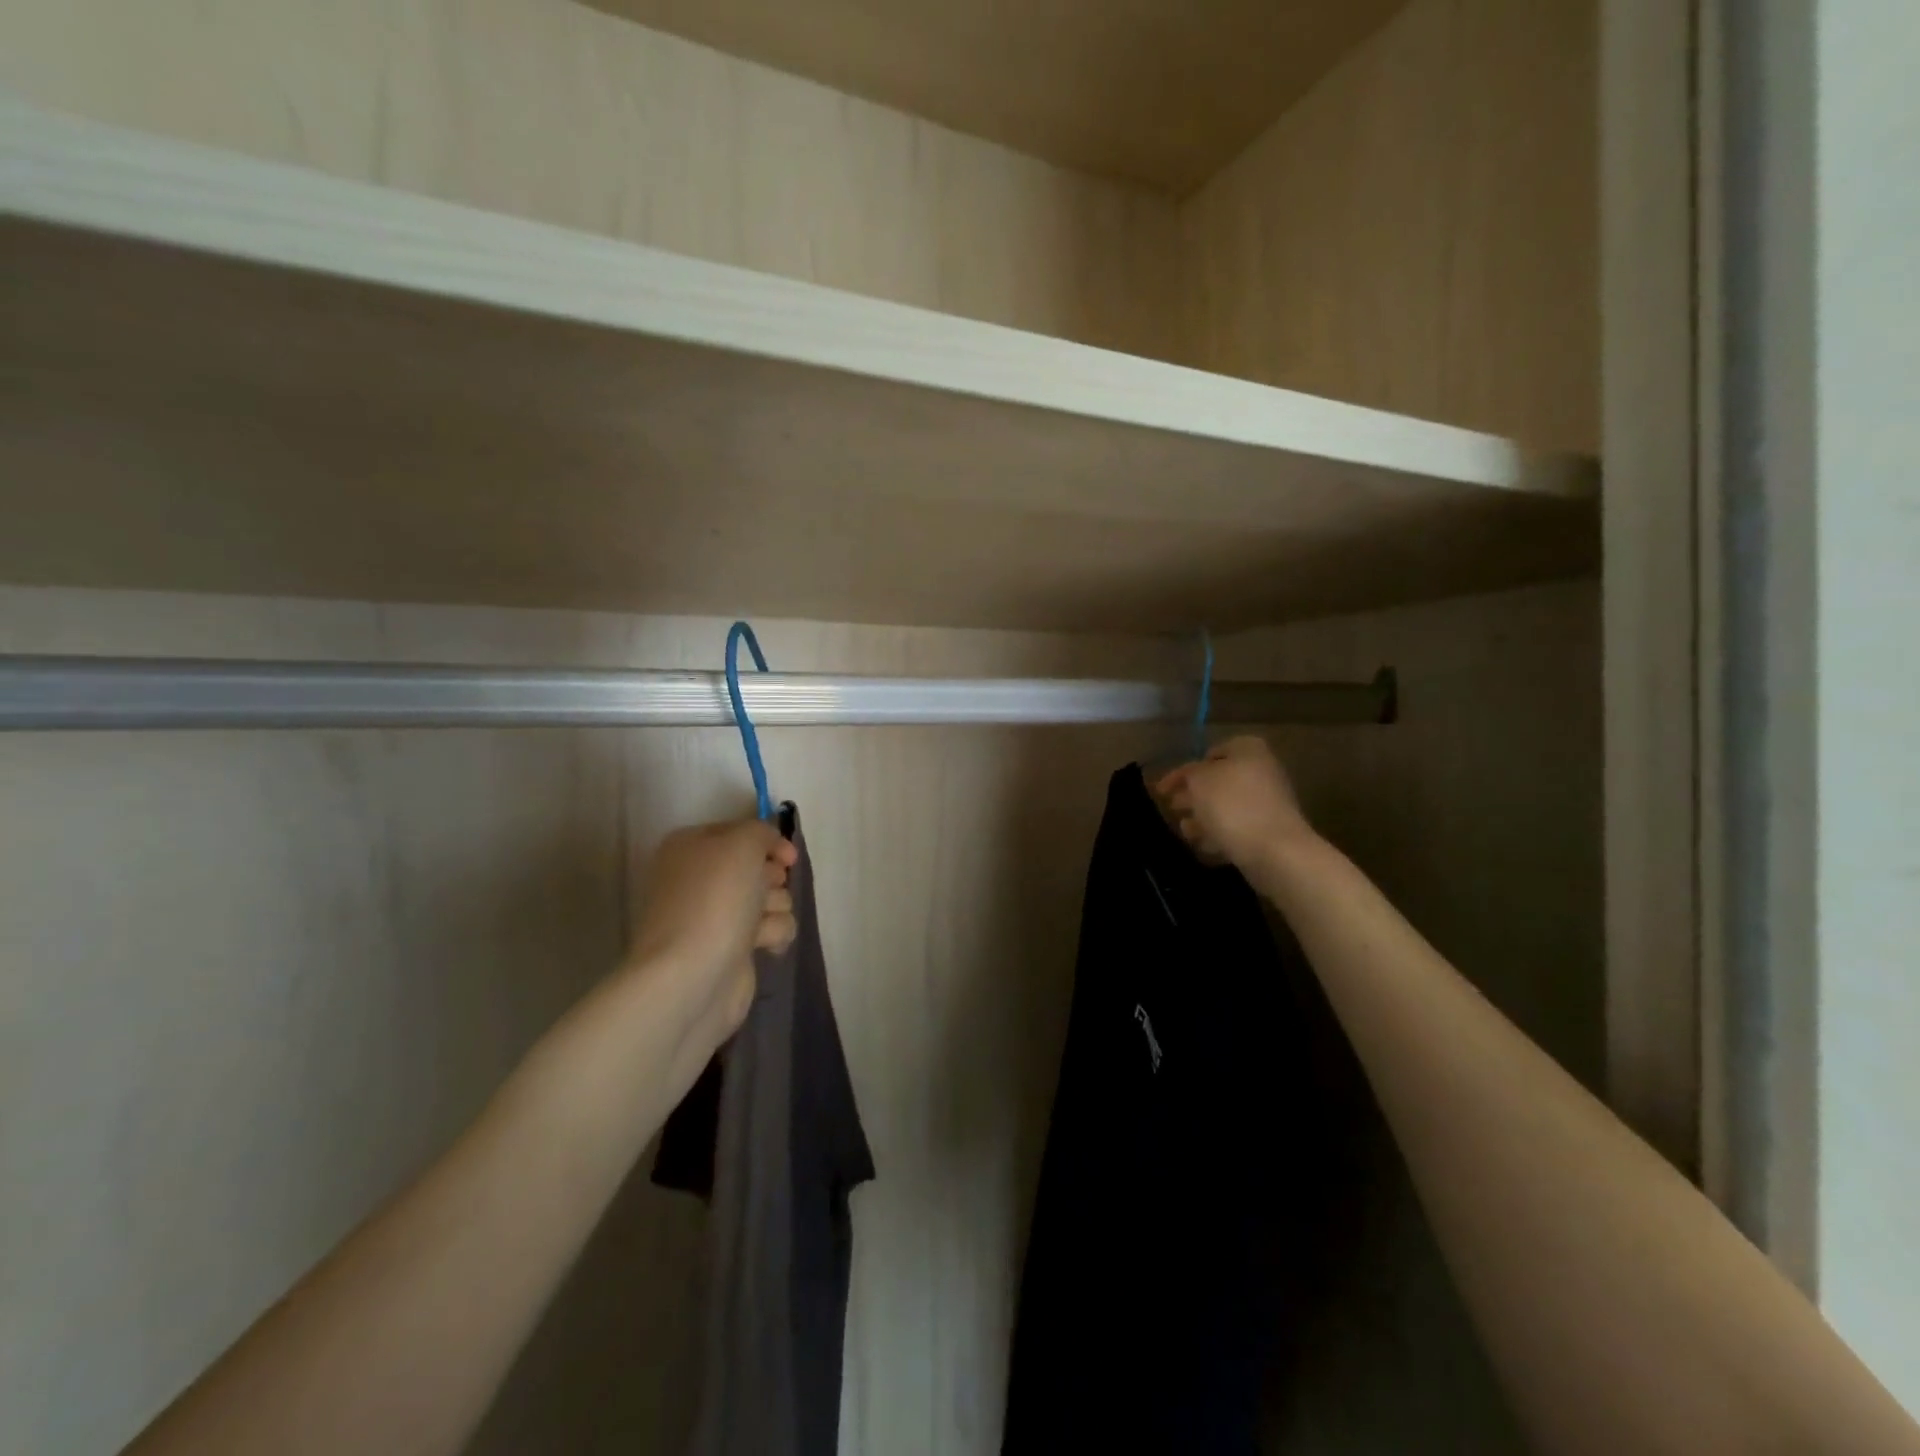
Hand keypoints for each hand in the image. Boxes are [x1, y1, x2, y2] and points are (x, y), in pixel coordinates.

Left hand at [627, 818, 798, 1047]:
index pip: (739, 832)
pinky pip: (770, 929)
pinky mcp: (732, 948)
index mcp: (690, 847)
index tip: (788, 856)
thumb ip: (760, 832)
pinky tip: (765, 945)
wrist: (693, 976)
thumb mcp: (741, 844)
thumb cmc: (714, 899)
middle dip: (772, 878)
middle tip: (768, 889)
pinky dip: (773, 934)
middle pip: (758, 867)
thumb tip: (770, 847)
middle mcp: (699, 879)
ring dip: (775, 907)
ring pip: (770, 897)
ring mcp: (715, 916)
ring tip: (760, 924)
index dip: (768, 841)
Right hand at [1155, 736, 1317, 876]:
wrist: (1275, 850)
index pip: (1207, 754)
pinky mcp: (1270, 831)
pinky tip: (1204, 845)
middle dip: (1193, 795)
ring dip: (1204, 817)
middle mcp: (1261, 771)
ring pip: (1226, 806)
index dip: (1182, 772)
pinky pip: (1238, 828)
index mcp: (1248, 750)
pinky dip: (1220, 834)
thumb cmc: (1232, 805)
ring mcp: (1268, 802)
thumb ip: (1189, 774)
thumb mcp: (1198, 780)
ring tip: (1186, 831)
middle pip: (1218, 781)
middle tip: (1172, 808)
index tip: (1162, 790)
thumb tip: (1192, 777)